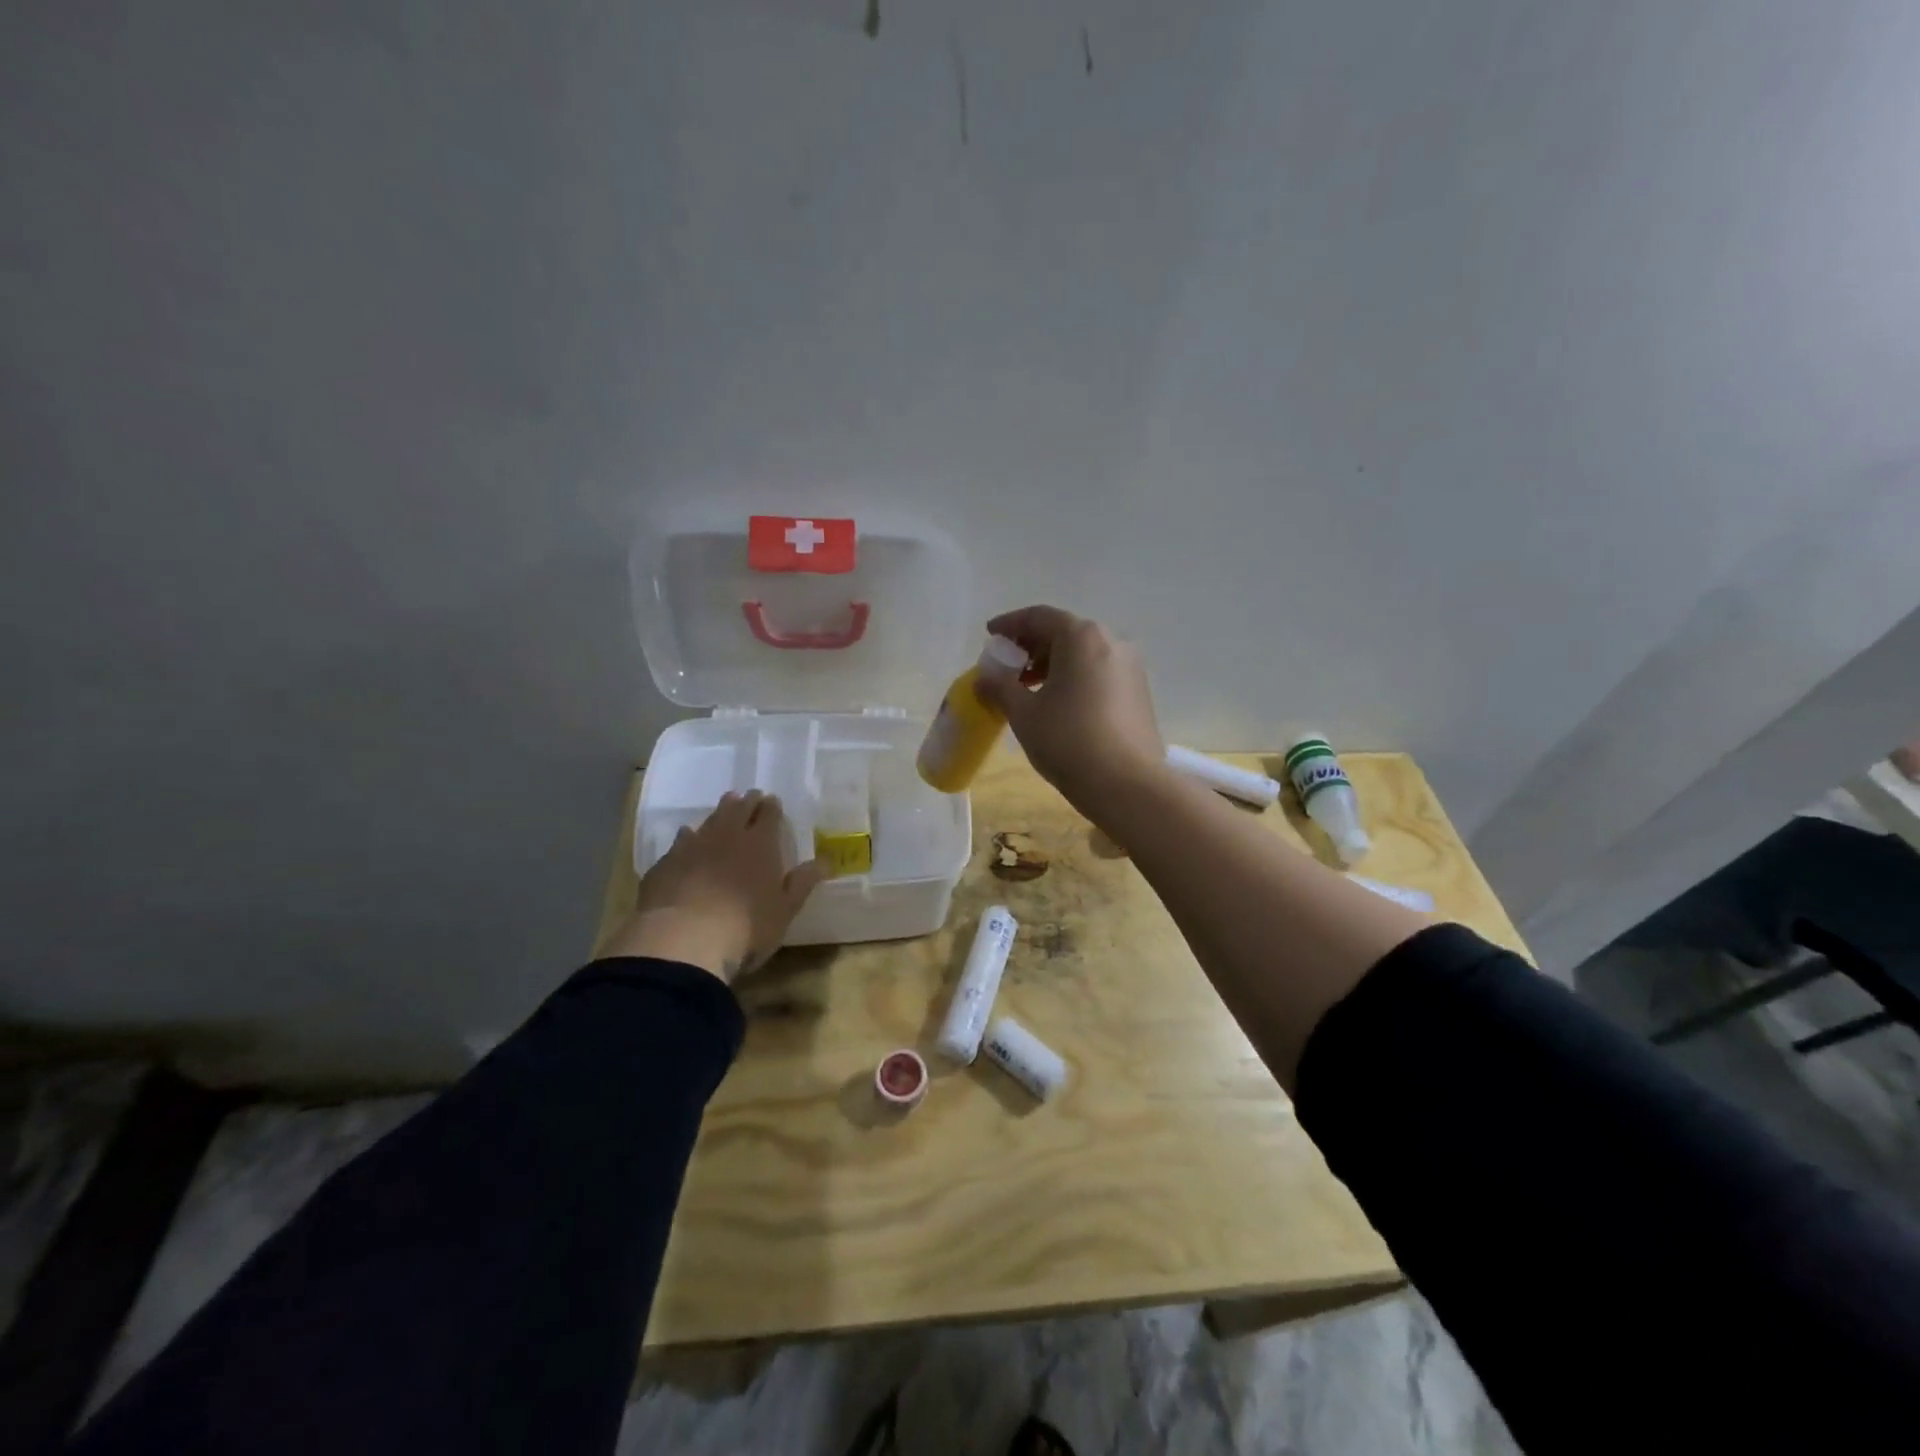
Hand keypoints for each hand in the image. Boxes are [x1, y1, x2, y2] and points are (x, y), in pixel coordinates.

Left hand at [605, 791, 827, 984]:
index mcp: (761, 844)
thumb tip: (826, 861)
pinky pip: (681, 840)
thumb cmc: (746, 927)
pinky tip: (687, 838)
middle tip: (751, 796)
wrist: (683, 939)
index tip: (773, 801)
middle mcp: (727, 836)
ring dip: (719, 812)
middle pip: (737, 809)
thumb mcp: (785, 910)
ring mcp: (693, 846)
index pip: (769, 814)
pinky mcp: (667, 862)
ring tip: (725, 807)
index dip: (772, 807)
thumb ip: (803, 883)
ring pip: (709, 819)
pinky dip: (689, 836)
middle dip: (746, 801)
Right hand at [975, 605, 1164, 813]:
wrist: (1127, 784)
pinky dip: (1075, 677)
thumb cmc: (1068, 740)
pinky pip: (1099, 672)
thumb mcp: (1024, 713)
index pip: (1039, 617)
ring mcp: (1130, 667)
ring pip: (1084, 653)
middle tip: (1008, 665)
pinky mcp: (1139, 692)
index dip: (1010, 624)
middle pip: (1064, 632)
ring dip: (1053, 663)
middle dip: (1032, 645)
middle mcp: (1111, 641)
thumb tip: (985, 676)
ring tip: (1029, 688)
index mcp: (1081, 637)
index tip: (990, 635)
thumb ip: (1000, 687)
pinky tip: (1059, 703)